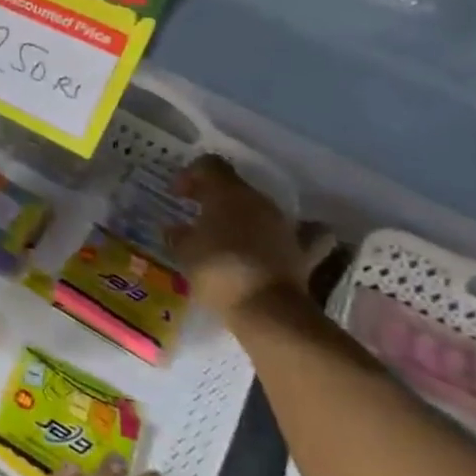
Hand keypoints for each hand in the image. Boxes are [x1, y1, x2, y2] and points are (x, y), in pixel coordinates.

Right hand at [164, 155, 316, 316]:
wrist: (267, 310)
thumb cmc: (218, 272)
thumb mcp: (185, 253)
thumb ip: (178, 236)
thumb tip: (174, 229)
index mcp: (228, 194)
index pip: (209, 165)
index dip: (190, 175)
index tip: (177, 195)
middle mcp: (259, 201)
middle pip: (234, 186)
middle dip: (214, 197)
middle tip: (195, 215)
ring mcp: (284, 225)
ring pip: (260, 209)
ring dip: (242, 216)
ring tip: (226, 235)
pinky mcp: (301, 251)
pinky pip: (299, 235)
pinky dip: (285, 236)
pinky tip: (276, 244)